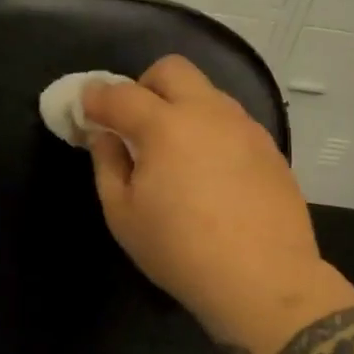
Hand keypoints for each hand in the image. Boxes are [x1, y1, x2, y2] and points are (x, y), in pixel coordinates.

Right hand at [84, 56, 347, 353]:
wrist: (266, 283)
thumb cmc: (181, 251)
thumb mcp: (123, 214)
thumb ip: (107, 163)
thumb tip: (104, 134)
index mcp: (164, 125)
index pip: (119, 93)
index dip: (95, 98)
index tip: (85, 110)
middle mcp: (206, 112)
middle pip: (170, 70)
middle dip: (144, 85)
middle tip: (134, 123)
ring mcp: (243, 127)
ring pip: (205, 91)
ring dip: (180, 106)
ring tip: (174, 151)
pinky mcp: (268, 147)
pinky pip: (229, 120)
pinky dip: (208, 129)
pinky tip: (208, 171)